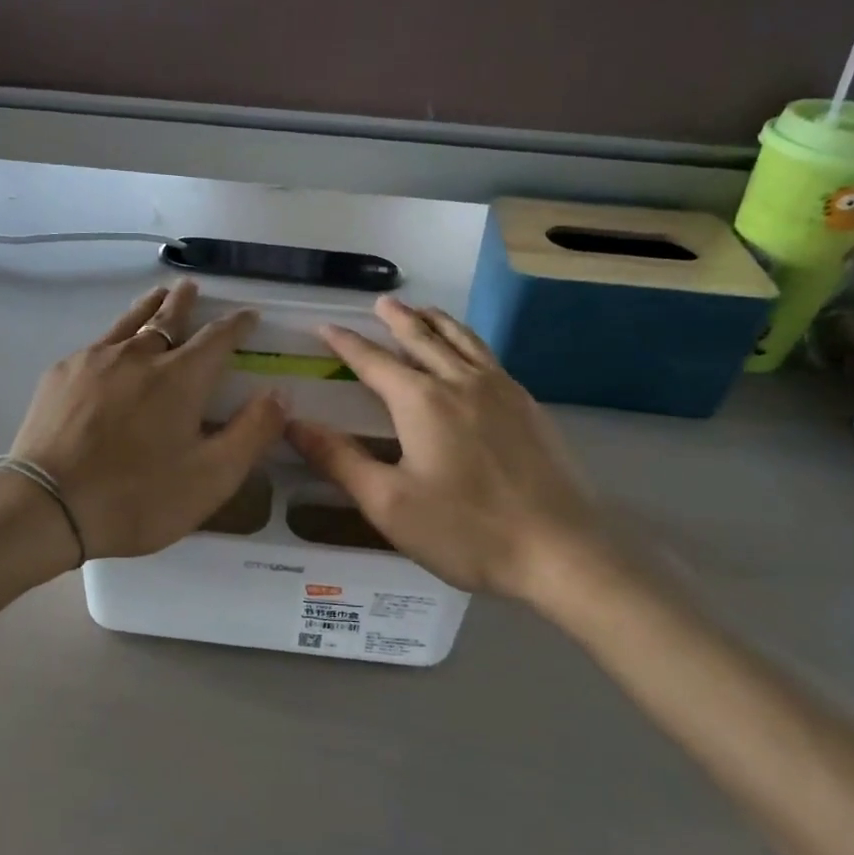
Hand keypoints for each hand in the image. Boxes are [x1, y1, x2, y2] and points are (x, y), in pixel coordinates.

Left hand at [9, 281, 284, 559]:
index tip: (248, 315)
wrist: (47, 505)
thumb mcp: (211, 478)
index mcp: (181, 377)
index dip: (237, 325)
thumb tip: (279, 394)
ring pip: (129, 322)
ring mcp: (95, 360)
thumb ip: (251, 433)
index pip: (218, 337)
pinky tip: (109, 349)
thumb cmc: (138, 497)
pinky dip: (114, 337)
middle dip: (185, 302)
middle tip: (192, 288)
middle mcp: (140, 355)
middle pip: (168, 317)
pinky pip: (97, 344)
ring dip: (148, 307)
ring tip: (157, 296)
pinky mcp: (62, 374)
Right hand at [286, 297, 616, 605]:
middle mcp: (461, 383)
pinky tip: (472, 355)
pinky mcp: (529, 408)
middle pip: (423, 339)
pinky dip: (469, 342)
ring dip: (437, 322)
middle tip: (380, 303)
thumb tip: (293, 424)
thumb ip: (339, 459)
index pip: (374, 362)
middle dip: (397, 320)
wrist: (560, 552)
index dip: (346, 344)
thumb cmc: (465, 530)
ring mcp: (502, 392)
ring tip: (423, 311)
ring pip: (463, 341)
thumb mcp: (388, 503)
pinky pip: (490, 358)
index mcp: (421, 402)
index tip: (326, 327)